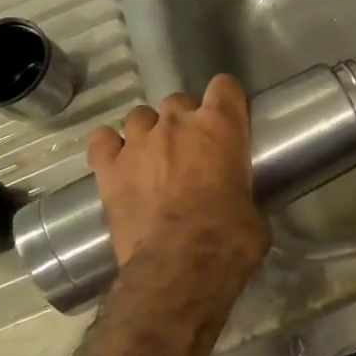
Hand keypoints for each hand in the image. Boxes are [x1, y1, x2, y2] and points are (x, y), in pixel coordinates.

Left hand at [87, 76, 271, 275]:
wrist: (180, 268)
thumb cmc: (230, 239)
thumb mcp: (253, 210)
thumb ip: (241, 189)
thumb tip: (237, 202)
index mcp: (220, 127)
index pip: (225, 86)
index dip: (226, 101)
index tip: (228, 120)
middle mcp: (176, 124)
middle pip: (178, 102)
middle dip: (184, 122)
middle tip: (191, 152)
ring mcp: (137, 143)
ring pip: (140, 117)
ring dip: (149, 133)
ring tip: (153, 160)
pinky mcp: (107, 168)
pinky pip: (102, 140)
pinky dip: (110, 148)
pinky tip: (119, 164)